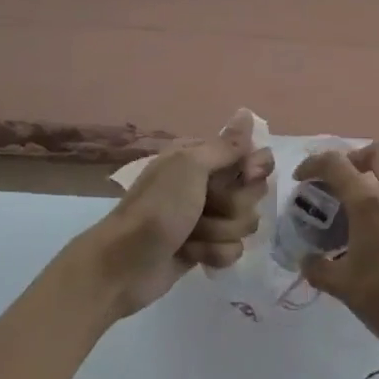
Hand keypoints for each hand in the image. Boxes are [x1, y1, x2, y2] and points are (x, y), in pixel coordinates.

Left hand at [79, 111, 273, 319]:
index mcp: (201, 157)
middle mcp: (206, 183)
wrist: (123, 265)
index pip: (250, 155)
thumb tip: (247, 112)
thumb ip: (226, 145)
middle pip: (252, 191)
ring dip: (220, 231)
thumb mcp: (190, 167)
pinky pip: (234, 249)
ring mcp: (207, 217)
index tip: (248, 175)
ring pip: (245, 222)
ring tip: (193, 235)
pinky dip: (214, 253)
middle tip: (208, 207)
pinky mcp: (206, 248)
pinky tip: (193, 254)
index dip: (254, 168)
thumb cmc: (157, 208)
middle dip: (234, 204)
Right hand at [294, 144, 378, 345]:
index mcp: (368, 201)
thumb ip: (316, 266)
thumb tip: (307, 259)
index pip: (335, 163)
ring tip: (357, 210)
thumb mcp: (339, 283)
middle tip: (339, 181)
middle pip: (377, 151)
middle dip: (354, 158)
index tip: (302, 178)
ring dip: (373, 180)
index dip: (313, 164)